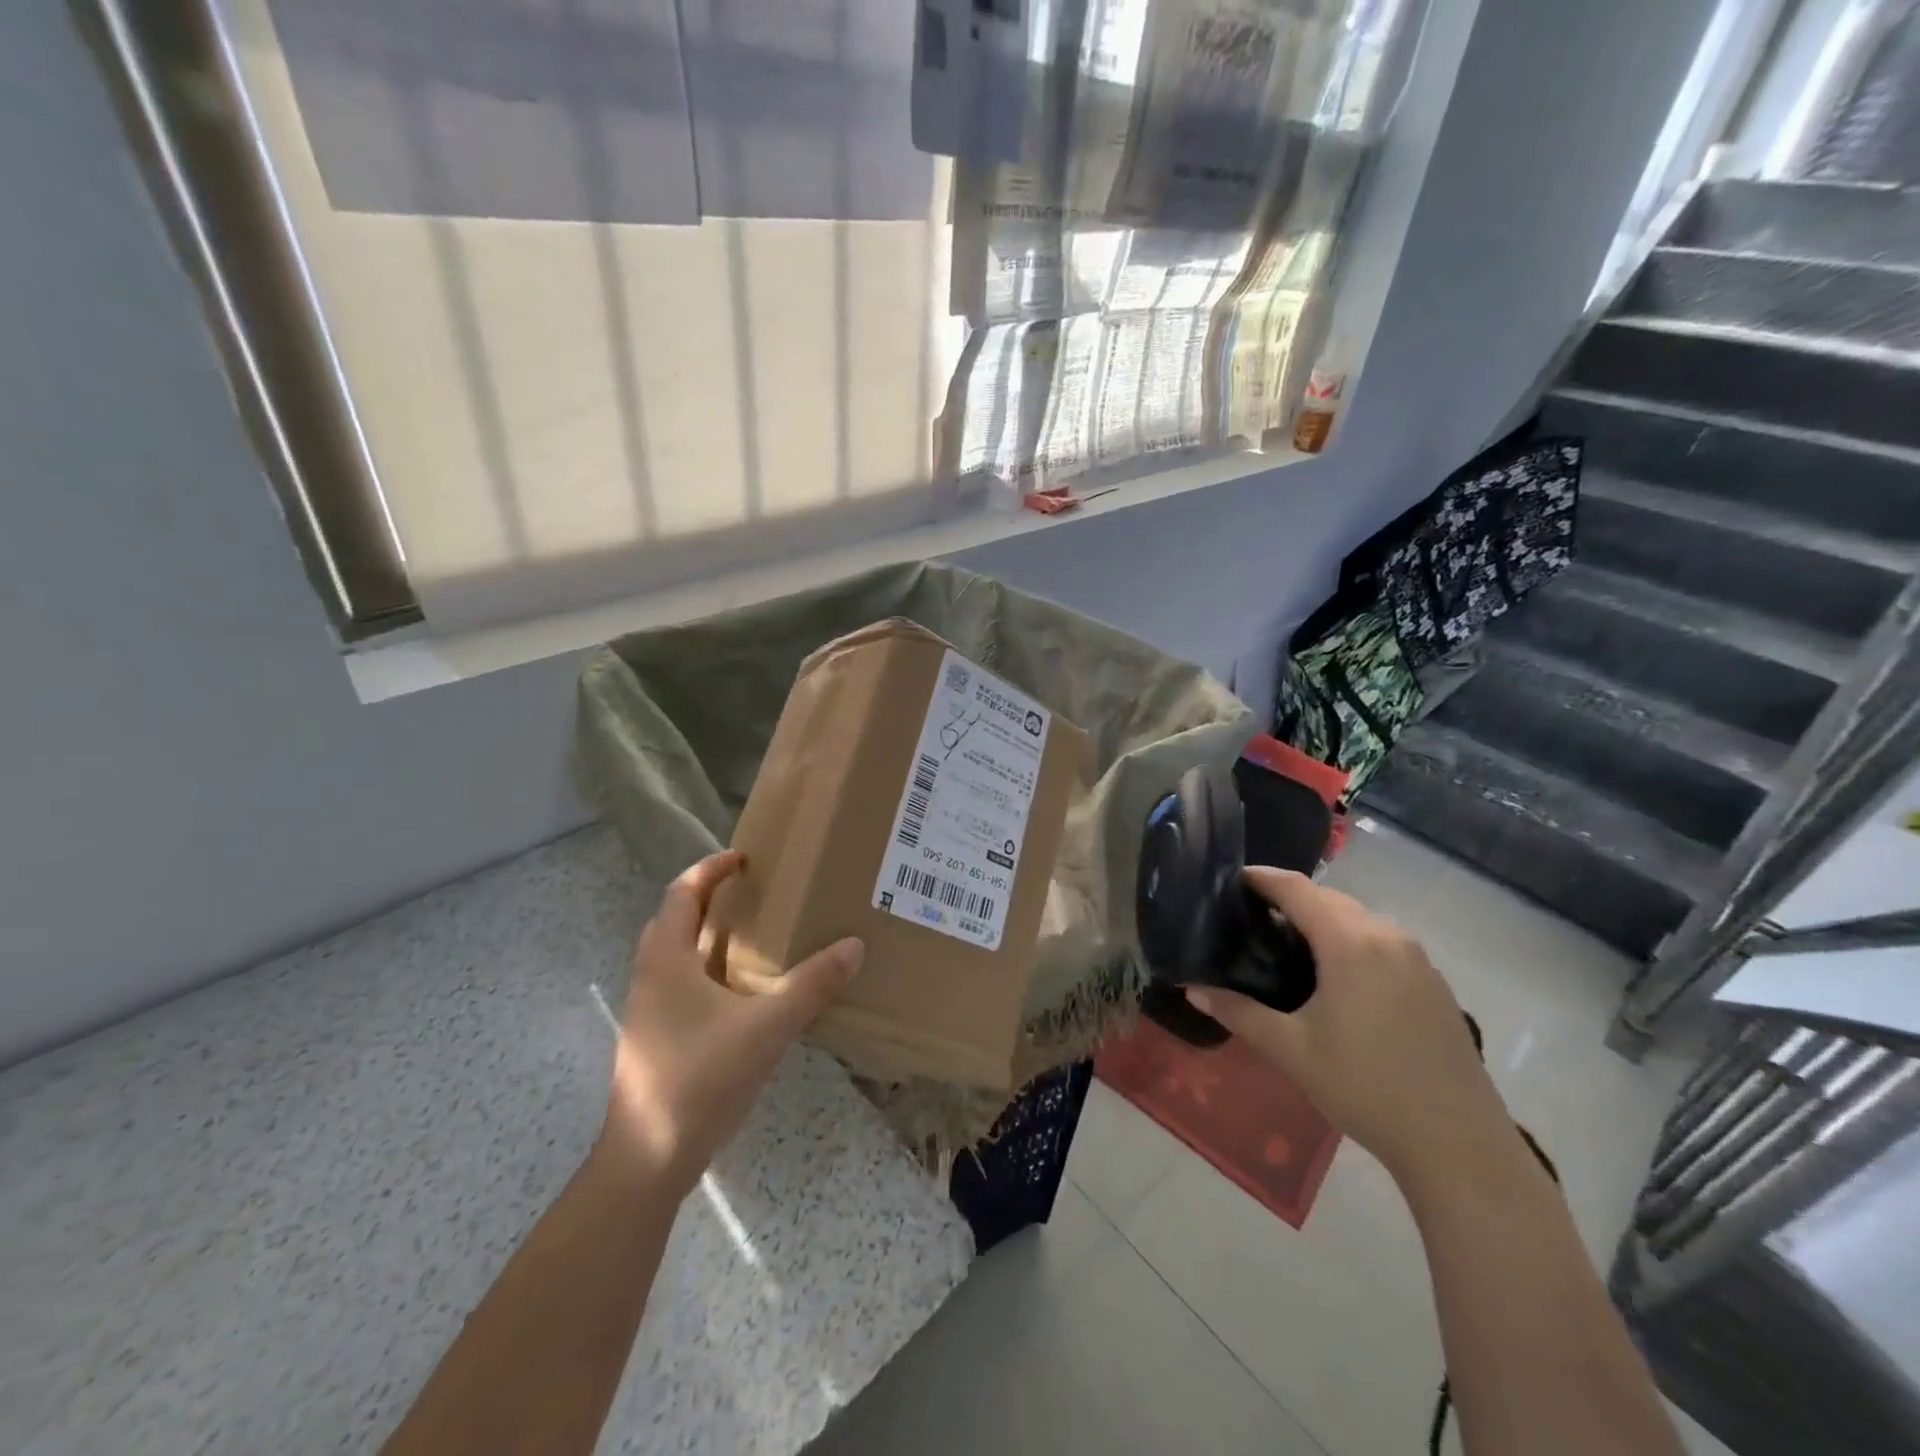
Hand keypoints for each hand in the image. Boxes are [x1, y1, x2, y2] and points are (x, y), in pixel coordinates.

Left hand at [601, 850, 863, 1192]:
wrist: (647, 1161)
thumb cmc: (700, 1079)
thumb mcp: (767, 1027)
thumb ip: (811, 985)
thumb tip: (854, 946)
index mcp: (666, 960)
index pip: (682, 893)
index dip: (711, 869)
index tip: (745, 858)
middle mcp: (650, 977)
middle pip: (674, 919)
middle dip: (709, 898)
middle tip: (752, 892)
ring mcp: (648, 1012)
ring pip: (675, 954)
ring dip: (707, 934)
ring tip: (753, 935)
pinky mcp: (656, 1040)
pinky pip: (680, 984)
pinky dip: (707, 969)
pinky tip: (741, 993)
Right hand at [1186, 868, 1511, 1188]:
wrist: (1459, 1145)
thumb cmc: (1365, 1088)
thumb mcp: (1290, 1050)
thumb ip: (1237, 1011)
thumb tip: (1191, 989)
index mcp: (1350, 942)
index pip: (1296, 888)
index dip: (1261, 878)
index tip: (1229, 880)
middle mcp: (1386, 935)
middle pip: (1328, 898)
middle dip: (1288, 898)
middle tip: (1248, 916)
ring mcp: (1416, 957)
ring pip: (1357, 918)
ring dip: (1321, 919)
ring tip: (1285, 943)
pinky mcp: (1433, 981)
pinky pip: (1381, 940)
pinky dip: (1349, 939)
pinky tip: (1334, 975)